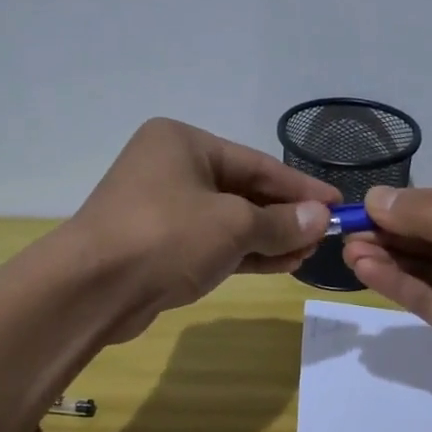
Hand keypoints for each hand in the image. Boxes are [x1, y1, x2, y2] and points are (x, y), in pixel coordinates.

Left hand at [69, 118, 338, 341]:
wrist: (93, 289)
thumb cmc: (166, 237)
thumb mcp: (234, 225)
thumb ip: (281, 223)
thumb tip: (322, 218)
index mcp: (184, 143)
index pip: (258, 163)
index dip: (301, 188)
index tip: (338, 205)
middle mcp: (171, 169)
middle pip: (243, 191)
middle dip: (286, 216)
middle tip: (325, 236)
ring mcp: (163, 210)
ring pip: (229, 221)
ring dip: (269, 238)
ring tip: (309, 253)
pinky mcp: (160, 247)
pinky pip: (213, 244)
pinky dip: (245, 254)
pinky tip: (282, 264)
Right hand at [341, 185, 431, 431]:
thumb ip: (427, 215)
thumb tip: (375, 196)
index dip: (411, 202)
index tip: (367, 205)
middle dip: (394, 231)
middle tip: (347, 231)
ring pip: (428, 267)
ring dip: (390, 257)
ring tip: (348, 251)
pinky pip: (427, 297)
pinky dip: (398, 283)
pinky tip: (365, 271)